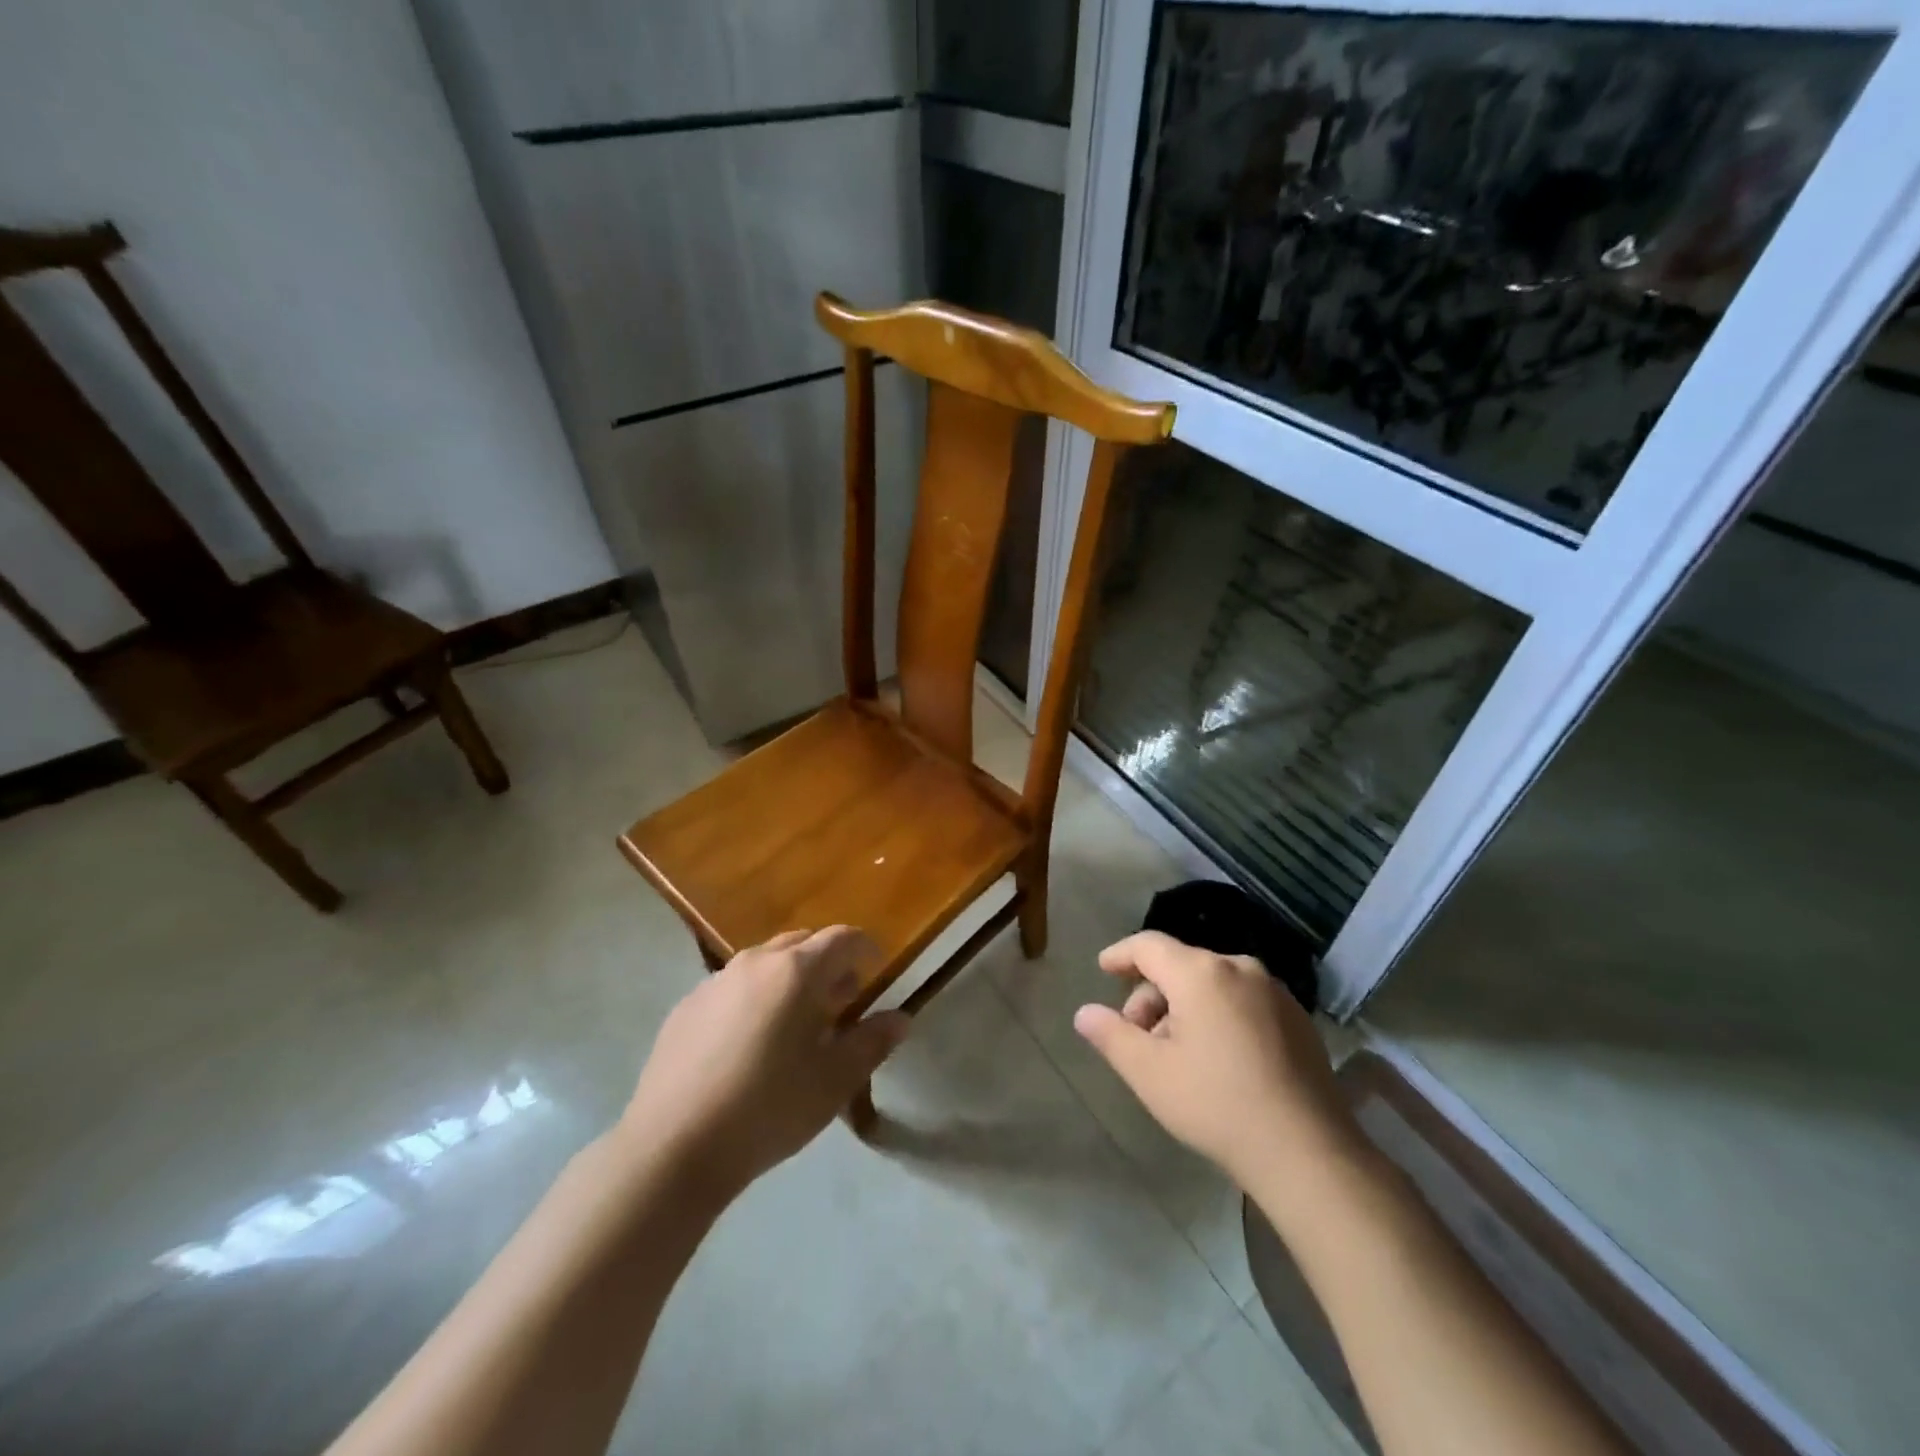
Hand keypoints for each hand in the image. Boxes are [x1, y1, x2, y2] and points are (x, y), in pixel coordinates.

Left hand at [621, 927, 909, 1197]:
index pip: (843, 938)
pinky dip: (753, 998)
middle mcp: (756, 962)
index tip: (876, 970)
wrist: (674, 1146)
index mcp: (797, 971)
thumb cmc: (769, 1108)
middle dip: (827, 962)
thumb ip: (872, 1042)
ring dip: (788, 979)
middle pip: (802, 943)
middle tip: (839, 1000)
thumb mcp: (835, 1080)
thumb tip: (900, 1018)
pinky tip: (748, 1043)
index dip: (865, 949)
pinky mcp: (686, 1006)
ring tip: (794, 1022)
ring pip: (765, 963)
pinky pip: (732, 987)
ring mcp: (716, 981)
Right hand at [1073, 931, 1355, 1189]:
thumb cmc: (1217, 1104)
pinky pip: (1242, 1001)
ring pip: (1212, 985)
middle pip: (1180, 966)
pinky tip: (1218, 1060)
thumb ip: (1111, 1035)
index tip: (1103, 968)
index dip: (1120, 955)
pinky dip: (1218, 1016)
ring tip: (1177, 1055)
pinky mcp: (1298, 1018)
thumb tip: (1085, 1012)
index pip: (1148, 946)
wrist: (1308, 1152)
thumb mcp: (1149, 1073)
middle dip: (1152, 996)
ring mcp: (1274, 992)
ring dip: (1184, 1008)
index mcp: (1200, 973)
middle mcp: (1239, 968)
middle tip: (1139, 1038)